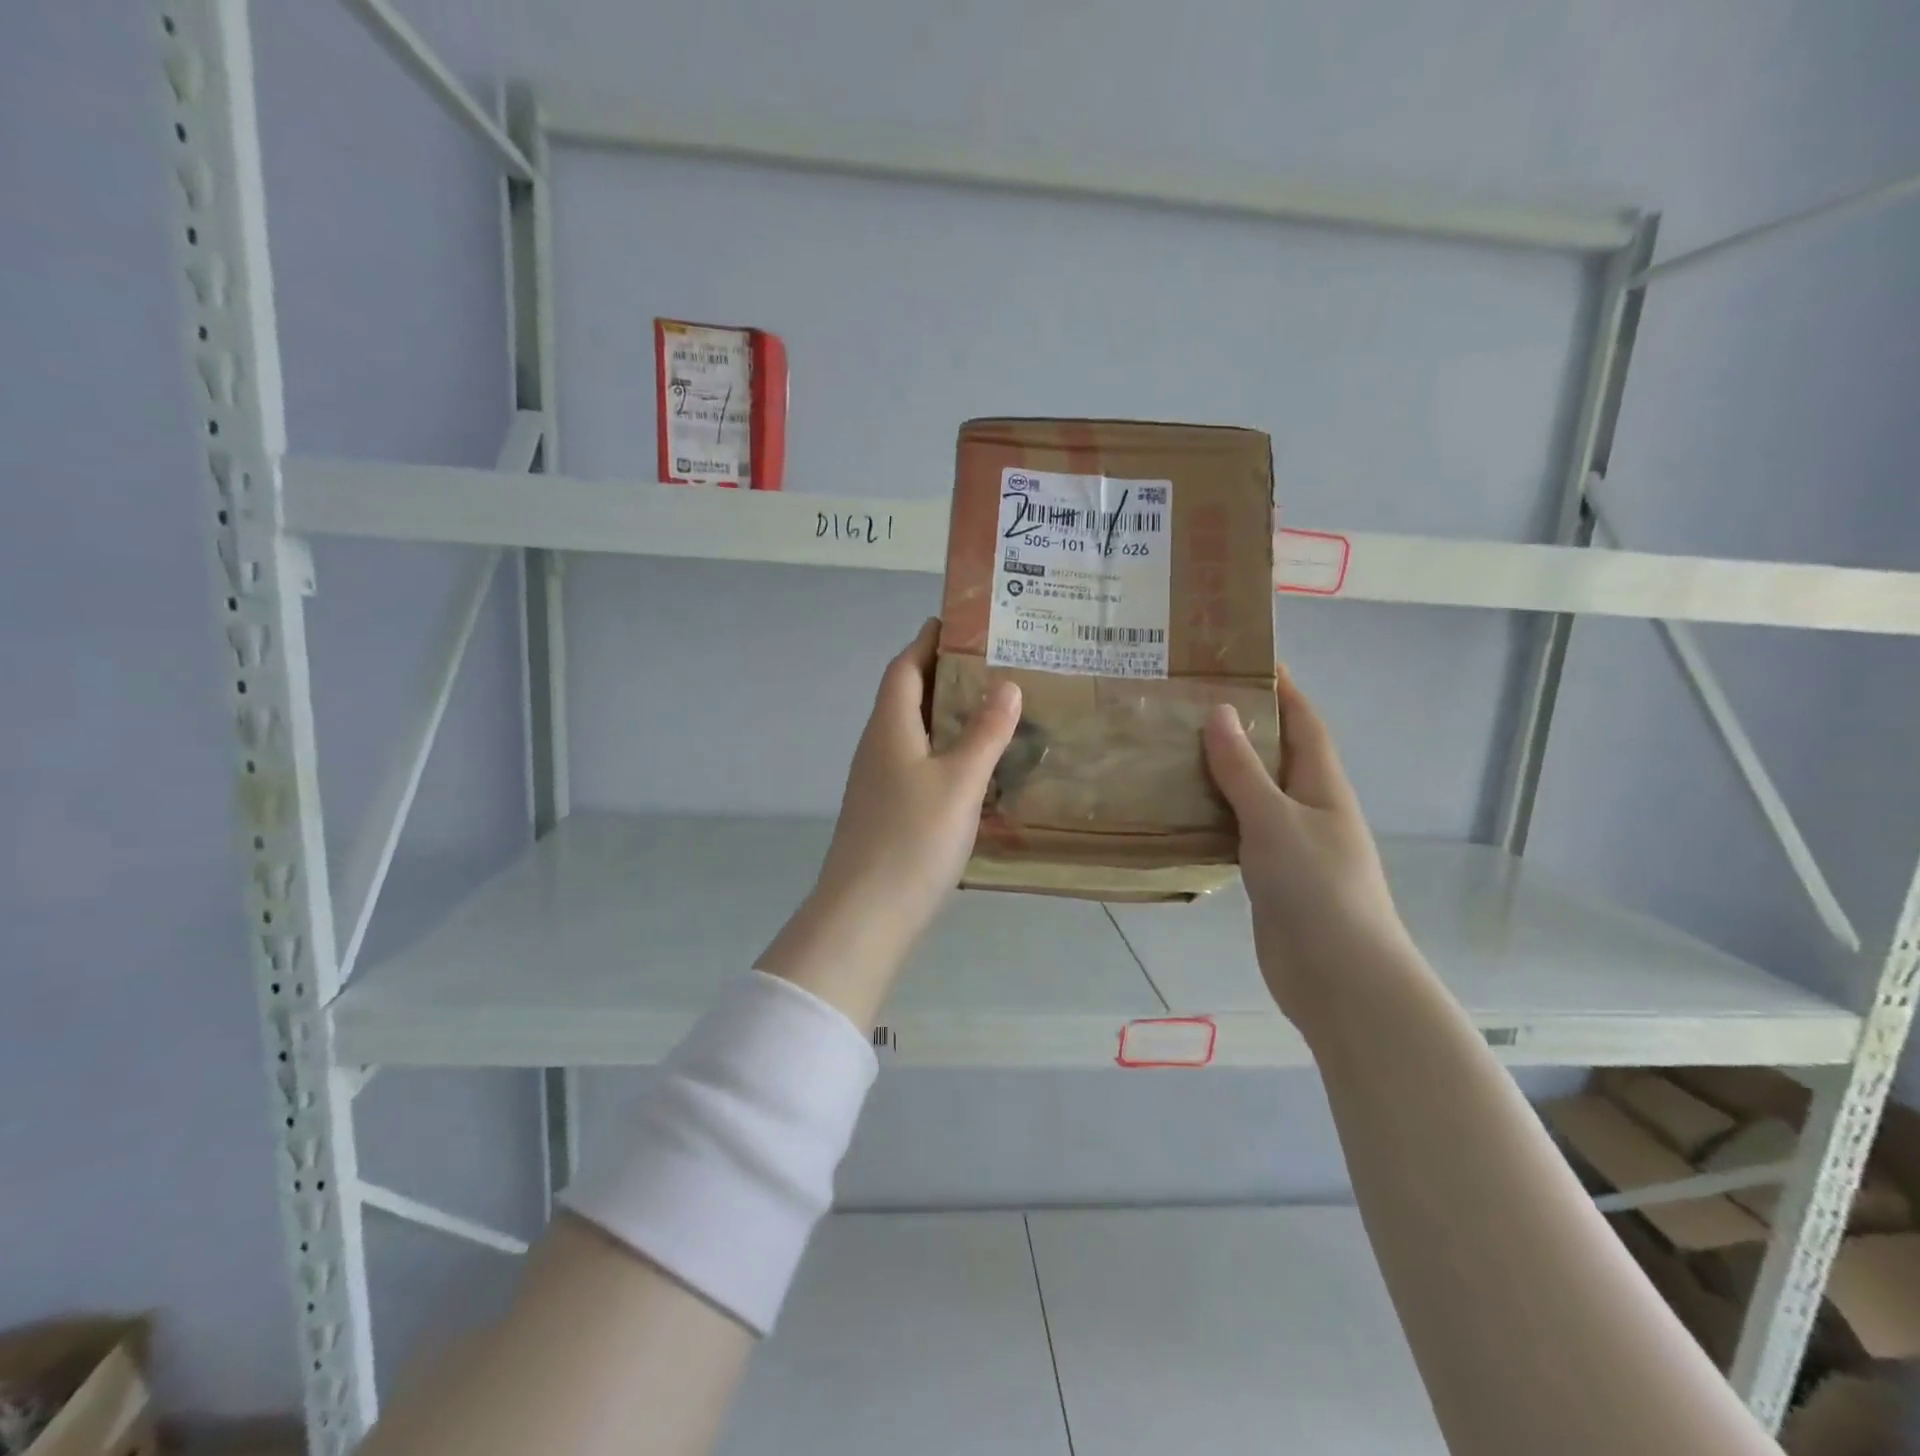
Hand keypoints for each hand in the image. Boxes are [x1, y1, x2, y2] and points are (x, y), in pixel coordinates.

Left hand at [758, 619, 1021, 1027]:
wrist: (866, 915)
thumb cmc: (913, 839)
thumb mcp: (959, 781)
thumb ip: (985, 732)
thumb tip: (1006, 684)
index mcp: (890, 728)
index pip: (904, 667)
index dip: (927, 641)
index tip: (957, 621)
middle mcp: (877, 747)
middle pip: (906, 697)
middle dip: (942, 674)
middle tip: (991, 664)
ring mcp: (877, 782)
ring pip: (912, 733)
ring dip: (944, 715)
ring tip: (990, 710)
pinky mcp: (885, 812)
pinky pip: (916, 764)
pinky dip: (943, 752)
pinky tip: (972, 768)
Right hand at [1203, 668, 1412, 1025]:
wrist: (1339, 978)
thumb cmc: (1316, 888)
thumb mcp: (1275, 819)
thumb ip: (1243, 769)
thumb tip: (1220, 712)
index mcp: (1322, 785)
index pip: (1303, 721)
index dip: (1282, 687)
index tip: (1246, 658)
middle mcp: (1308, 808)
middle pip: (1274, 754)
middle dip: (1241, 724)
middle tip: (1188, 702)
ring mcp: (1289, 844)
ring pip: (1251, 793)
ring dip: (1220, 771)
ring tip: (1171, 747)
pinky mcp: (1268, 876)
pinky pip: (1236, 830)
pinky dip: (1212, 814)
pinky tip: (1177, 809)